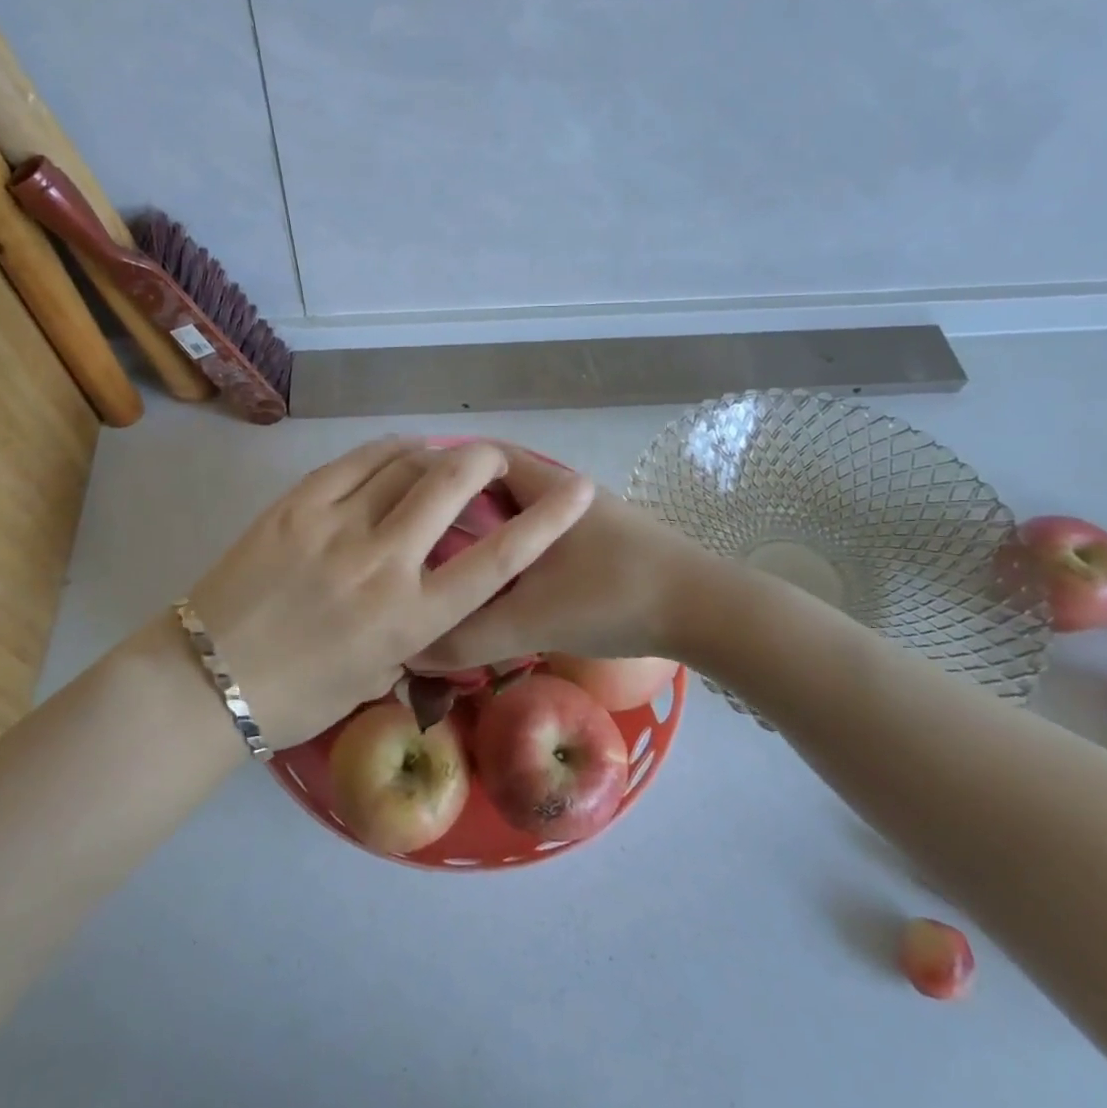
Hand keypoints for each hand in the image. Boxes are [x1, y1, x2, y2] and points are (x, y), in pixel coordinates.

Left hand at [184, 437, 594, 745]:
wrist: (208, 679)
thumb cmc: (298, 697)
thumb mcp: (376, 677)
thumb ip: (415, 633)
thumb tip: (433, 597)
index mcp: (410, 619)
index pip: (496, 560)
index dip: (548, 521)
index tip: (579, 490)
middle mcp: (382, 563)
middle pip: (450, 485)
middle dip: (485, 461)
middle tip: (493, 460)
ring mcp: (336, 526)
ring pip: (402, 464)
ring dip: (434, 453)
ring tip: (442, 457)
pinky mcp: (297, 506)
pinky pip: (355, 462)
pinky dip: (387, 450)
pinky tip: (399, 450)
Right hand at [408, 447, 704, 673]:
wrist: (709, 611)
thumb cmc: (615, 597)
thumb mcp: (532, 619)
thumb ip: (467, 636)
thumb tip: (409, 650)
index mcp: (541, 485)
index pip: (472, 457)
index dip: (431, 474)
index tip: (397, 505)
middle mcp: (560, 488)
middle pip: (490, 485)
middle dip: (451, 509)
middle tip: (413, 542)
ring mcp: (583, 514)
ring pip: (516, 513)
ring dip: (483, 533)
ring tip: (445, 566)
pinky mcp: (599, 540)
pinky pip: (538, 535)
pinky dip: (511, 551)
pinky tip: (498, 586)